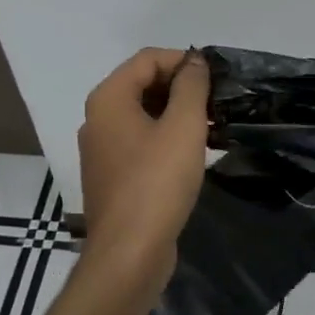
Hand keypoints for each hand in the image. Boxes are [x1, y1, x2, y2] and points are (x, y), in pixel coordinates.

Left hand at [77, 48, 210, 295]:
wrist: (129, 255)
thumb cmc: (157, 183)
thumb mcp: (183, 126)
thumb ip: (191, 86)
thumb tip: (194, 61)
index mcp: (108, 99)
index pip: (147, 59)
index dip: (183, 61)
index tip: (216, 79)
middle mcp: (98, 119)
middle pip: (142, 84)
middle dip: (181, 87)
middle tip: (216, 103)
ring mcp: (102, 149)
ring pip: (143, 114)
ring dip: (176, 113)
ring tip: (210, 127)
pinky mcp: (112, 176)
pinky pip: (140, 141)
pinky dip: (165, 137)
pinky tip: (192, 154)